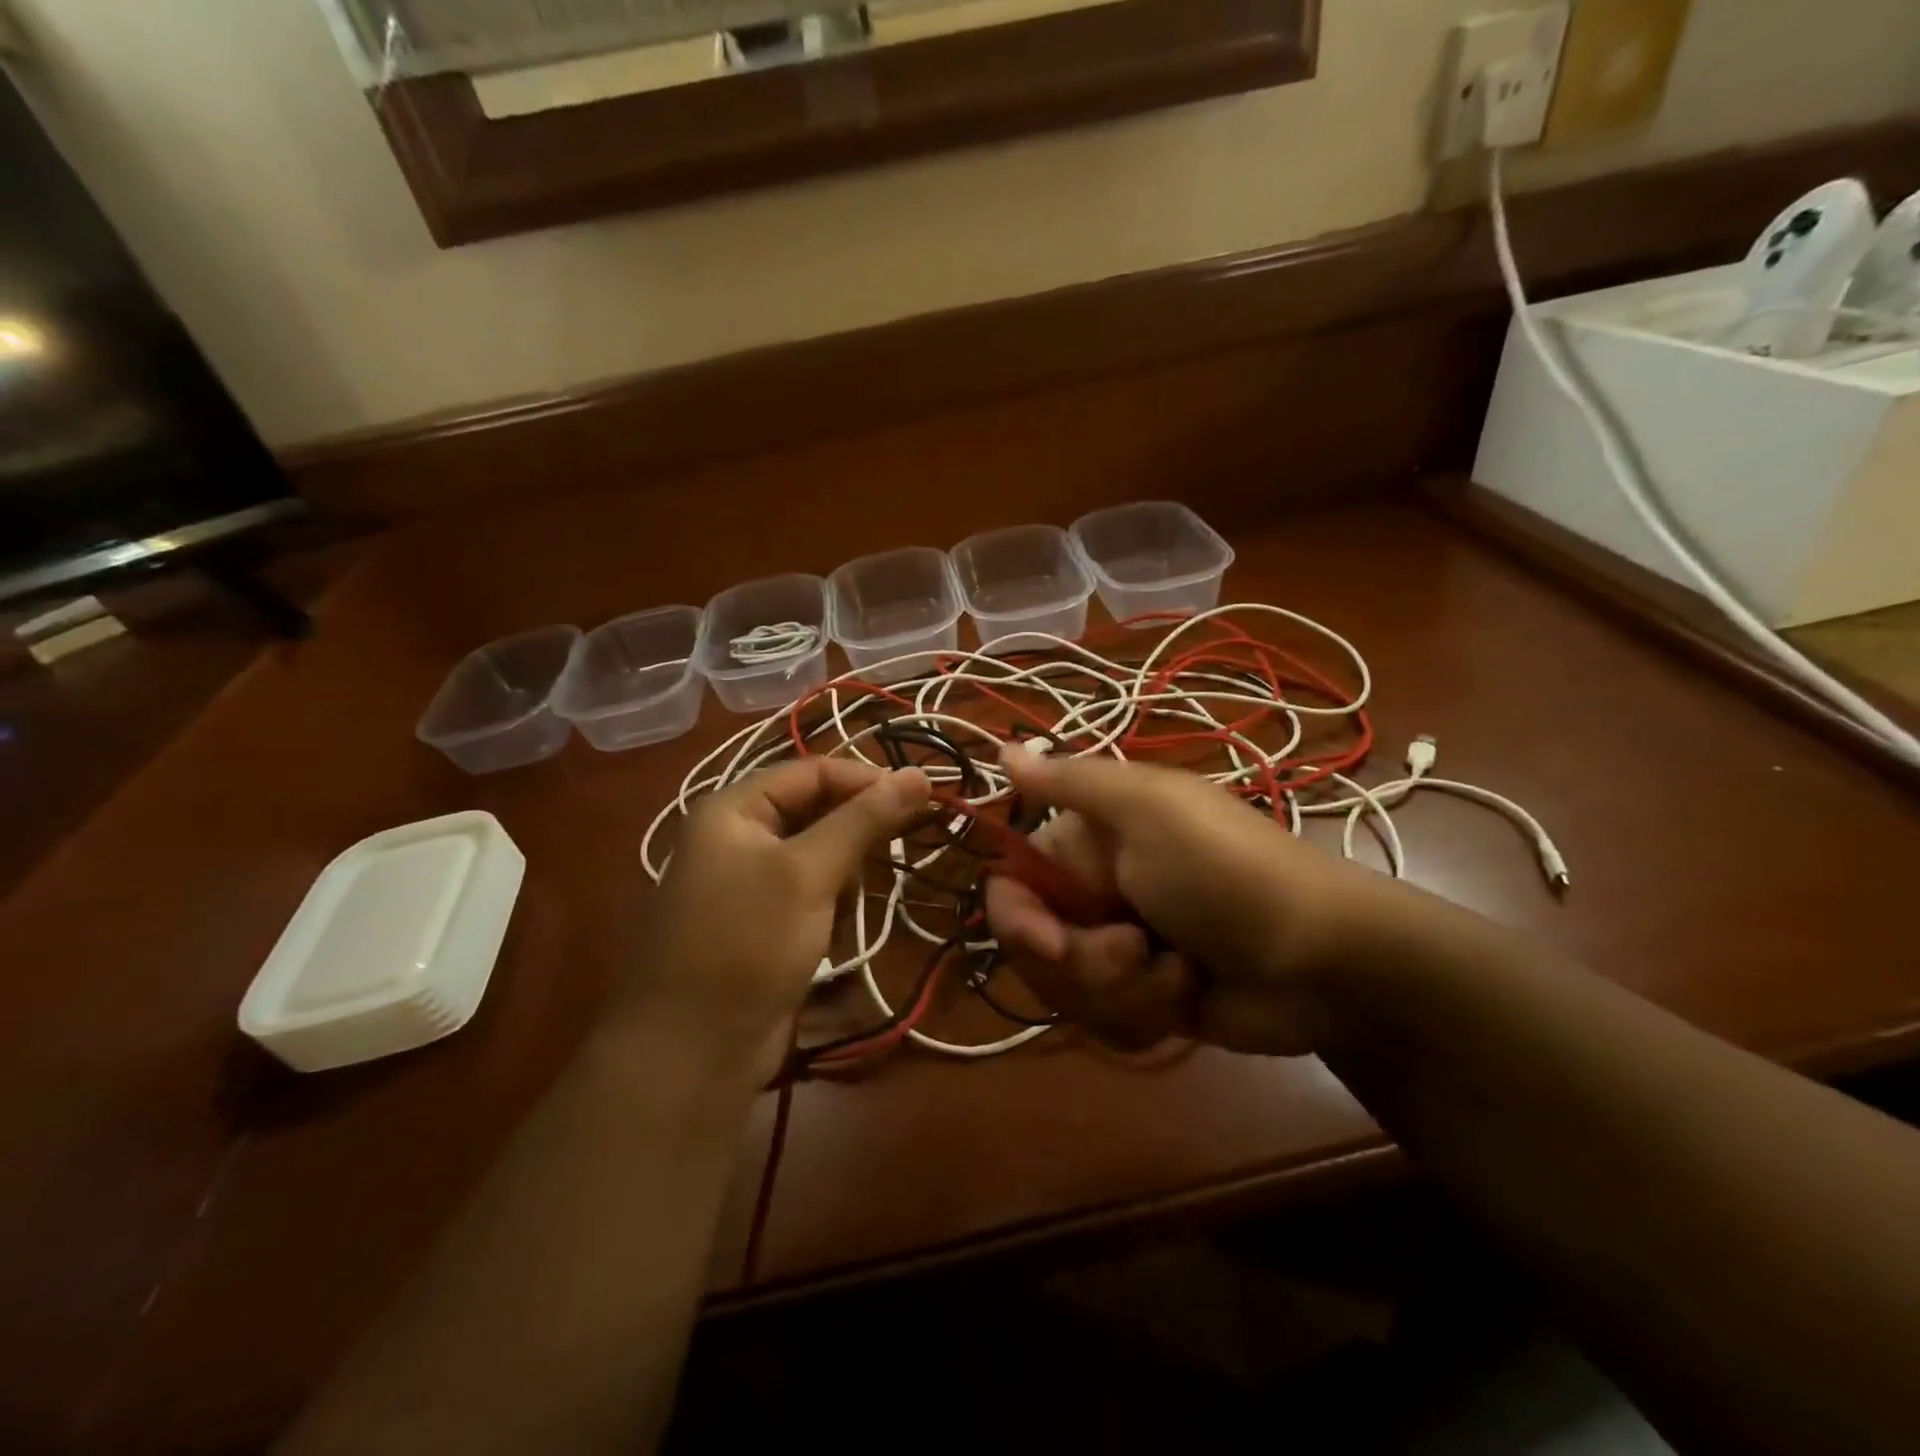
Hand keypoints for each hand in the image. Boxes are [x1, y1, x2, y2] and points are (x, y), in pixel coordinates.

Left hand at [609, 760, 930, 1087]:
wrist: (691, 1053)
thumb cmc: (747, 943)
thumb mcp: (809, 872)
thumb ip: (864, 820)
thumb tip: (918, 774)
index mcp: (733, 809)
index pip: (813, 771)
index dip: (868, 780)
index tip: (922, 797)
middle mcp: (736, 836)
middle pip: (814, 810)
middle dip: (856, 831)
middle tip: (903, 845)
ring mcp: (745, 881)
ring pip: (816, 854)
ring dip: (843, 875)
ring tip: (847, 906)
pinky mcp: (758, 921)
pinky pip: (806, 892)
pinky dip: (828, 904)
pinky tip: (831, 933)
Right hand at [985, 750, 1395, 1056]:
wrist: (1324, 961)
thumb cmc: (1227, 872)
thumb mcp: (1147, 809)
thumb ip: (1068, 781)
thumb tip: (1000, 747)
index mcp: (1086, 843)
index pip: (1009, 886)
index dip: (1018, 921)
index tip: (1053, 943)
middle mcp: (1093, 893)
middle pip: (1034, 949)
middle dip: (1084, 964)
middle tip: (1138, 949)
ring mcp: (1118, 949)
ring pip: (1068, 992)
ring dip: (1124, 990)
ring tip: (1182, 973)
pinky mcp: (1144, 997)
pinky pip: (1105, 1021)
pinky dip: (1147, 1012)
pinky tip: (1190, 994)